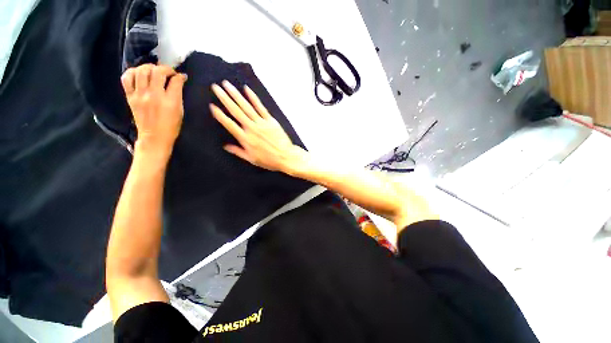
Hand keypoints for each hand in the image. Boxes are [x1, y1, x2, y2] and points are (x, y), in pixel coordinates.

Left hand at [121, 64, 186, 155]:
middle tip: (169, 72)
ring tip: (154, 71)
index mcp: (170, 102)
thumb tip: (179, 81)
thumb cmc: (171, 126)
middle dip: (165, 68)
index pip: (175, 81)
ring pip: (142, 71)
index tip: (181, 77)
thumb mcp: (180, 111)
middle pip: (157, 72)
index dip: (180, 76)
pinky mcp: (130, 97)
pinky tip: (139, 74)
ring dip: (149, 67)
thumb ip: (178, 95)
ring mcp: (139, 95)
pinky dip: (133, 72)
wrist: (154, 137)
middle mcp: (154, 96)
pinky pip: (127, 78)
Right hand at [210, 81, 305, 172]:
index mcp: (245, 139)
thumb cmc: (269, 160)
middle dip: (224, 98)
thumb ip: (238, 151)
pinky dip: (253, 98)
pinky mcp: (270, 120)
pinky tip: (247, 89)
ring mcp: (261, 123)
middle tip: (215, 87)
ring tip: (227, 84)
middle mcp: (251, 128)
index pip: (229, 124)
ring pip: (246, 106)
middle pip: (236, 111)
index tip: (212, 106)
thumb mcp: (252, 159)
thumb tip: (225, 146)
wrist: (286, 157)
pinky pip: (260, 107)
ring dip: (236, 95)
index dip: (219, 115)